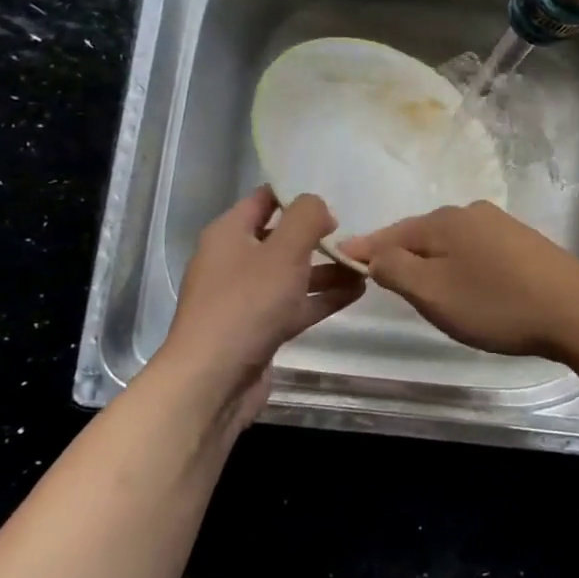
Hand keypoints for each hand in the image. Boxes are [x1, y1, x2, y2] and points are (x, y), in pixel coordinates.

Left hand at [156, 187, 363, 424]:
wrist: (213, 381)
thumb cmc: (247, 304)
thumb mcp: (284, 250)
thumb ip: (306, 217)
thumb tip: (319, 207)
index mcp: (230, 233)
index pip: (265, 199)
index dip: (298, 196)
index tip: (334, 200)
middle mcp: (234, 261)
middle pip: (282, 237)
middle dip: (318, 236)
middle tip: (355, 236)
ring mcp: (247, 298)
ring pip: (293, 274)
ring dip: (327, 269)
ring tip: (365, 266)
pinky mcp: (260, 328)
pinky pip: (296, 304)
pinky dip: (323, 297)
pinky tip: (356, 292)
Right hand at [337, 201, 578, 358]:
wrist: (575, 309)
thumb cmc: (495, 304)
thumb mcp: (433, 293)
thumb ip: (395, 270)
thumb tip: (372, 252)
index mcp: (443, 221)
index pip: (390, 234)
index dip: (364, 250)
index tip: (339, 260)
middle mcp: (470, 213)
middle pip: (421, 235)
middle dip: (401, 258)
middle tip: (386, 287)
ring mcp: (500, 225)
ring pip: (450, 244)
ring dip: (433, 264)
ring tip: (427, 293)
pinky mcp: (523, 243)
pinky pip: (476, 252)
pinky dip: (461, 267)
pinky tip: (469, 288)